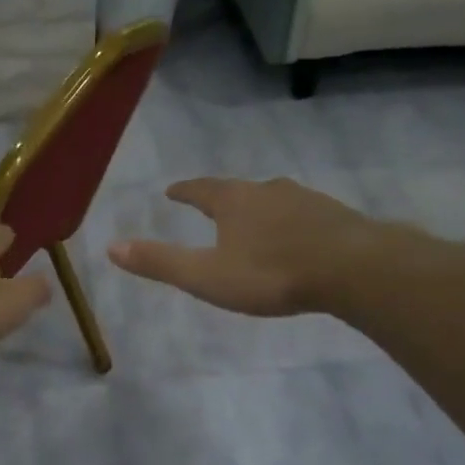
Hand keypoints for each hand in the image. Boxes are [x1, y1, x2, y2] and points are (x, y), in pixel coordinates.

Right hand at [107, 177, 406, 317]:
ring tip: (254, 223)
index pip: (200, 189)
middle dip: (223, 199)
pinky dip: (292, 223)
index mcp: (233, 201)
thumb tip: (111, 247)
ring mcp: (306, 200)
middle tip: (213, 207)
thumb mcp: (207, 275)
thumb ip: (161, 262)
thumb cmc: (271, 273)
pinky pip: (304, 215)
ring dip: (259, 210)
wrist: (353, 269)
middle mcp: (267, 191)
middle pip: (238, 191)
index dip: (185, 191)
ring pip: (274, 200)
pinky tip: (297, 238)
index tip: (173, 191)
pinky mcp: (335, 216)